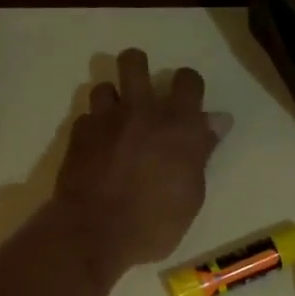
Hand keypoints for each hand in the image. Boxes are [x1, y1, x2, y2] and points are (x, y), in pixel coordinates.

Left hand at [53, 49, 230, 282]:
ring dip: (112, 100)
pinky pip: (86, 117)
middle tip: (142, 96)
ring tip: (116, 123)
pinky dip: (93, 127)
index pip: (188, 79)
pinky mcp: (77, 134)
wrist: (95, 234)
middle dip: (138, 68)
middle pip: (134, 61)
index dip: (188, 86)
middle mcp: (141, 110)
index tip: (187, 103)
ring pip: (104, 86)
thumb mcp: (192, 193)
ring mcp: (104, 119)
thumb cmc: (155, 222)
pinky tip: (97, 148)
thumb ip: (201, 151)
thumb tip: (217, 120)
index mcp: (177, 123)